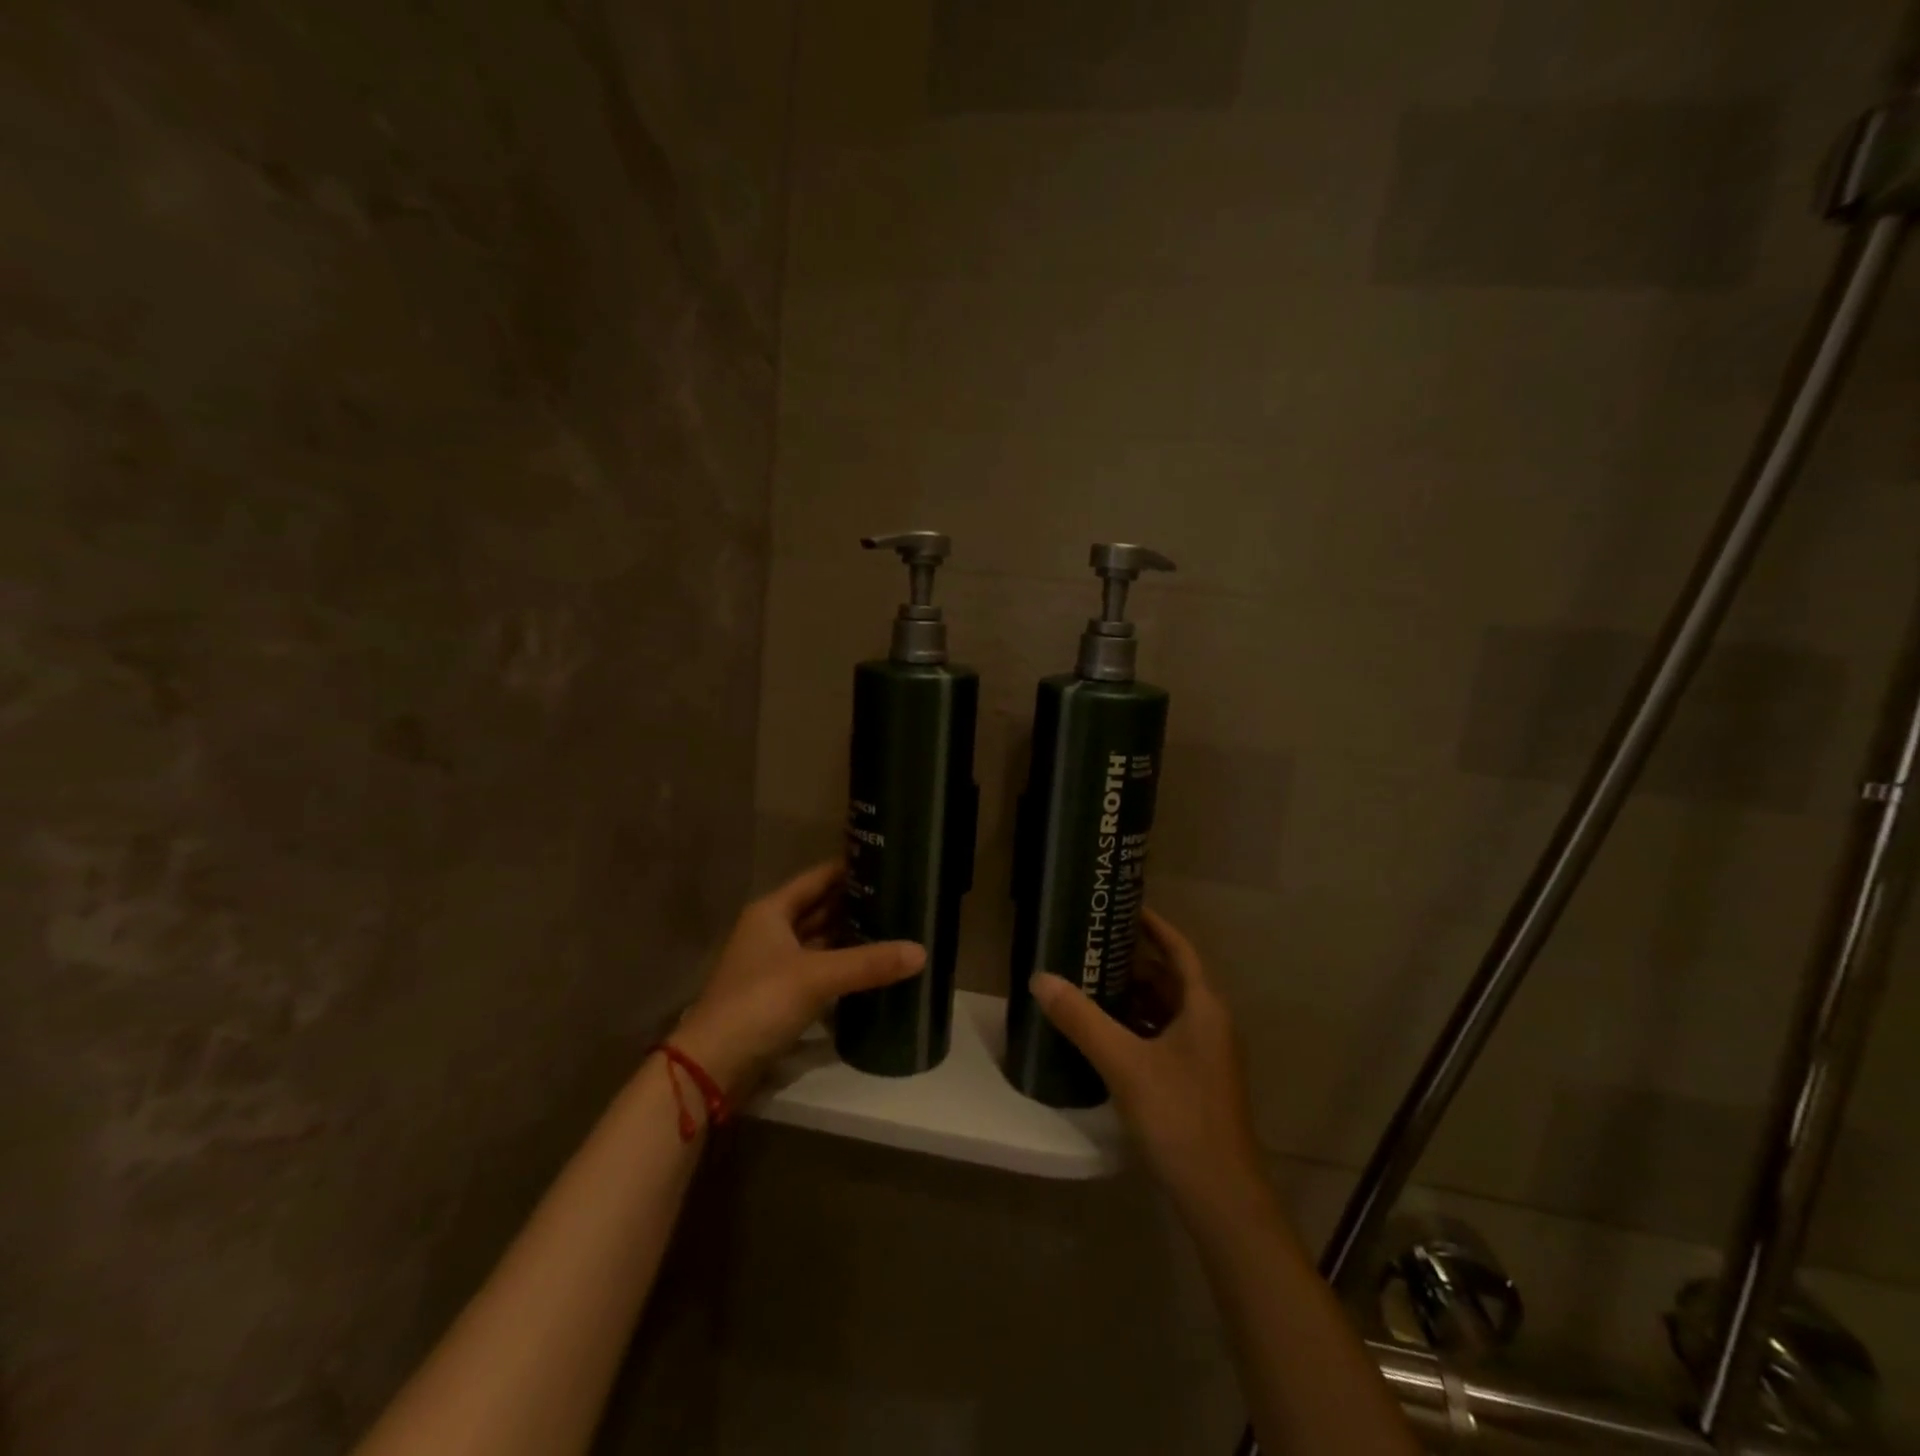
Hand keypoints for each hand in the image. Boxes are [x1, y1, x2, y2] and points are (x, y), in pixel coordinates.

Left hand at [672, 862, 925, 1099]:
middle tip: (901, 897)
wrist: (712, 1065)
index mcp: (772, 911)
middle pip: (820, 909)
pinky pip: (818, 970)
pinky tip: (872, 968)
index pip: (818, 878)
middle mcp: (771, 931)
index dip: (849, 869)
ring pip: (820, 941)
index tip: (888, 862)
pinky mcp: (779, 995)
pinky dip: (842, 966)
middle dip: (856, 904)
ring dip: (850, 937)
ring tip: (895, 928)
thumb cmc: (759, 1002)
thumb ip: (868, 963)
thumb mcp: (817, 977)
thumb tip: (921, 951)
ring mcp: (774, 964)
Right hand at [1031, 908, 1265, 1215]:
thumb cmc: (1179, 1116)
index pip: (1179, 949)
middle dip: (1135, 961)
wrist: (1221, 1195)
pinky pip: (1166, 1037)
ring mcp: (1207, 1055)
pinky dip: (1139, 1026)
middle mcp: (1210, 1023)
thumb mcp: (1124, 1063)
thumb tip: (1041, 978)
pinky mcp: (1197, 1082)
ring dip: (1135, 995)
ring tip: (1092, 984)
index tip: (1123, 907)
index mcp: (1203, 1007)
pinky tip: (1107, 1035)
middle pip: (1172, 978)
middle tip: (1093, 947)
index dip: (1154, 926)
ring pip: (1168, 1010)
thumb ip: (1081, 1019)